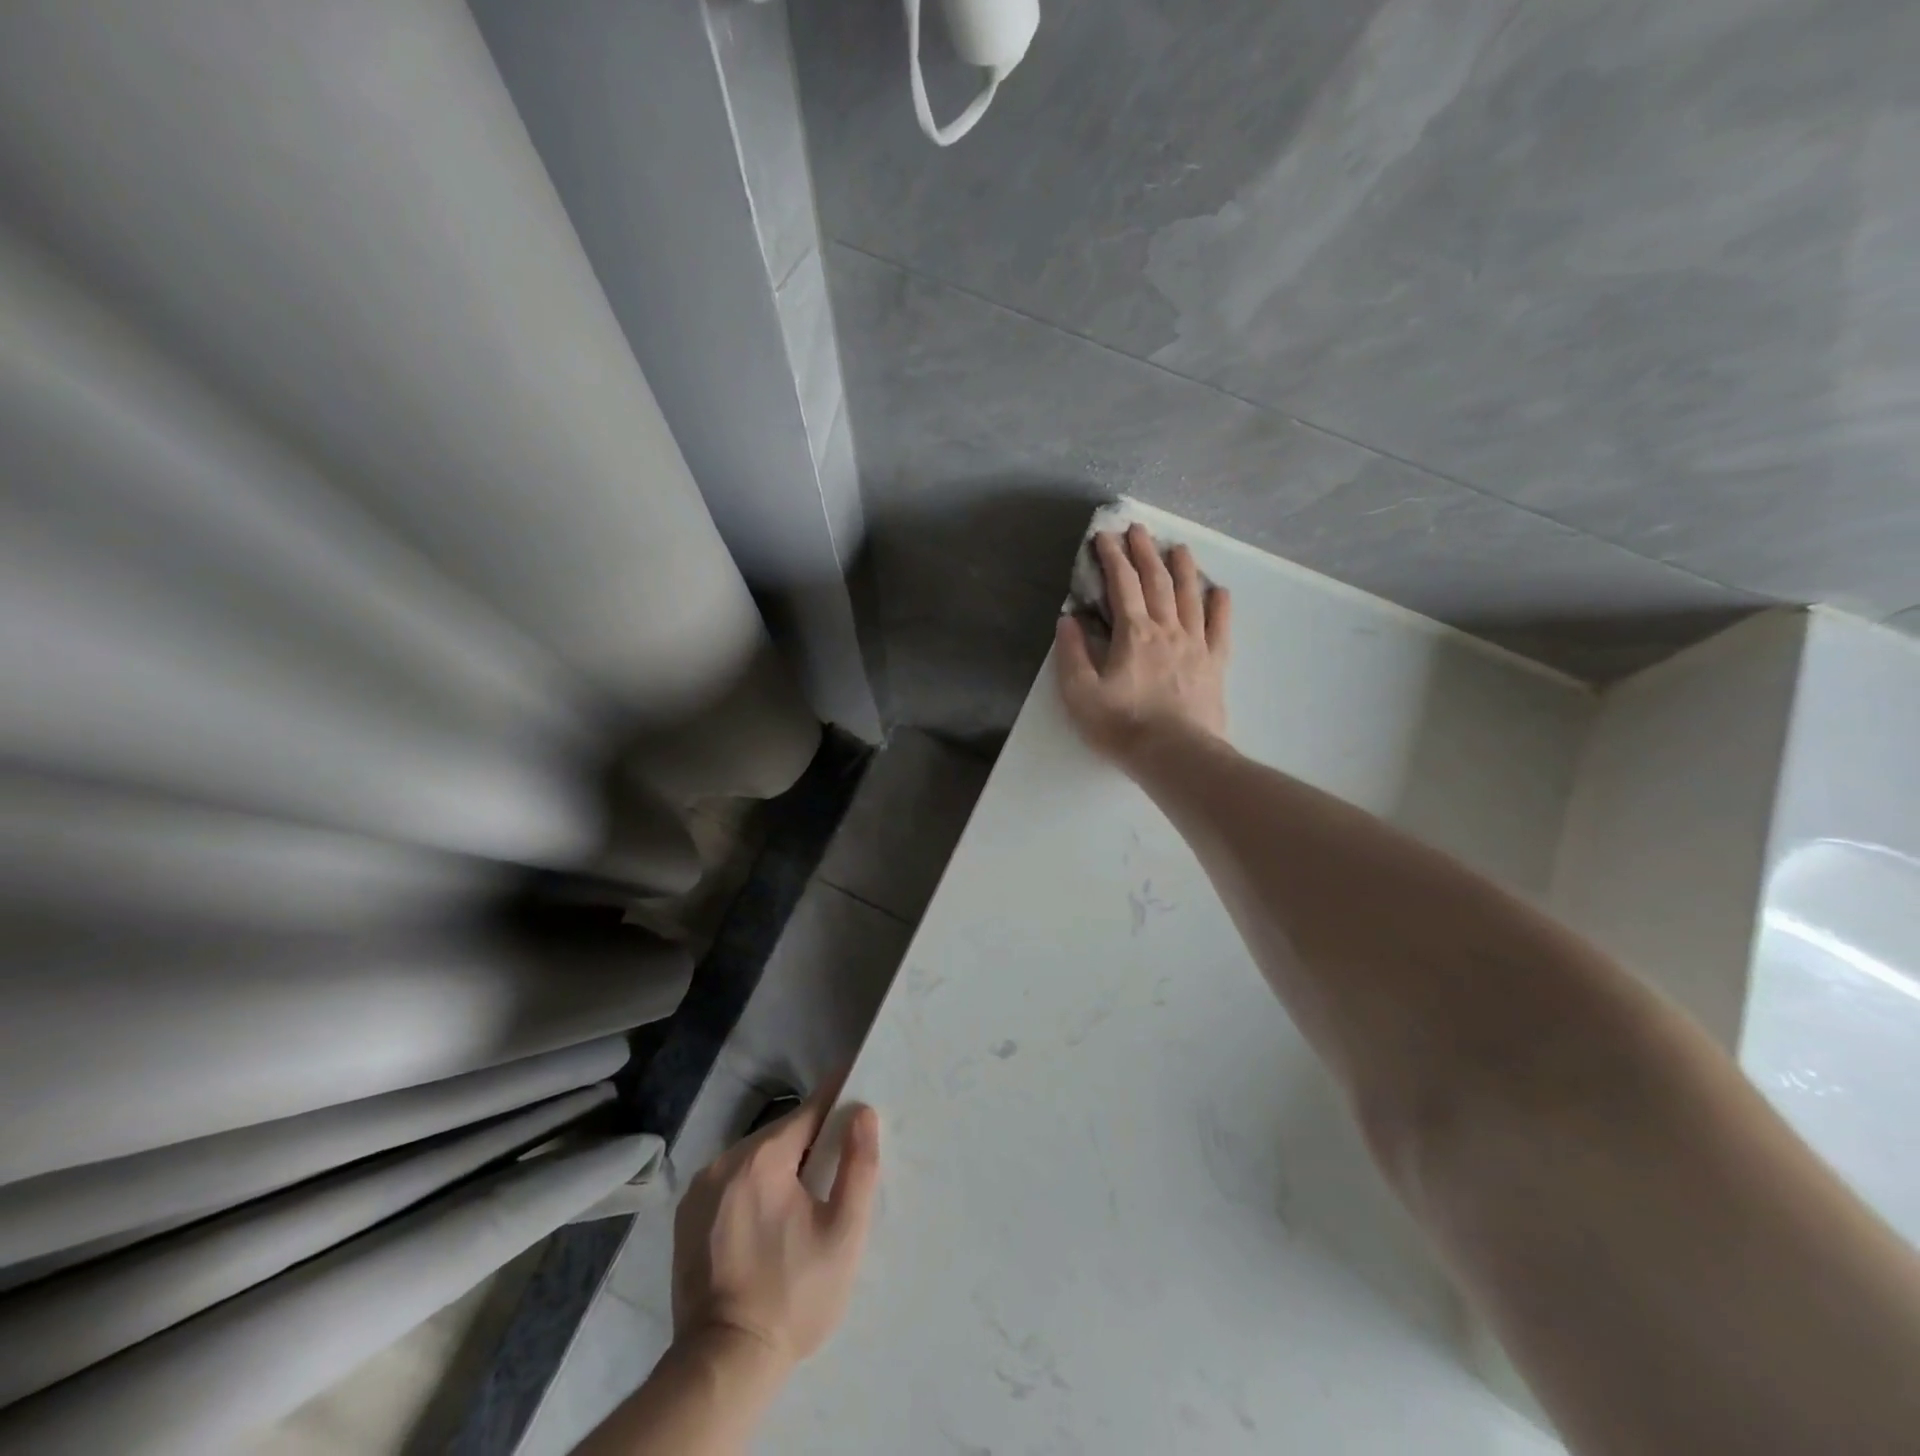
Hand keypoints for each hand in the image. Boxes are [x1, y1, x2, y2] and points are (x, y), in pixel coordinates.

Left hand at [671, 1085, 880, 1369]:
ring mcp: (699, 1189)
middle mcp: (724, 1161)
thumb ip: (858, 1166)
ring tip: (803, 1193)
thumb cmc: (793, 1295)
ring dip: (779, 1164)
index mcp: (762, 1159)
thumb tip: (862, 1112)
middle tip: (835, 1160)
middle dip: (809, 1141)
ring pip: (753, 1157)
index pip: (808, 1110)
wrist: (724, 1364)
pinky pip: (730, 1181)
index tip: (854, 1083)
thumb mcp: (843, 1233)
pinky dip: (752, 1185)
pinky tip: (767, 1216)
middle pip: (779, 1135)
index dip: (835, 1098)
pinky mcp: (686, 1216)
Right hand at [1056, 523, 1230, 765]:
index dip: (1113, 557)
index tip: (1105, 536)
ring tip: (1180, 547)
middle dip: (1146, 552)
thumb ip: (1071, 653)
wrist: (1175, 755)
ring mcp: (1195, 645)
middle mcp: (1167, 629)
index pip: (1122, 585)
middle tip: (1139, 529)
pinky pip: (1220, 628)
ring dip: (1184, 568)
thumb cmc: (1122, 726)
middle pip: (1157, 582)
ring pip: (1190, 597)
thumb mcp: (1080, 694)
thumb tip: (1068, 619)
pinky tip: (1219, 591)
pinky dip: (1220, 606)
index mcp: (1133, 634)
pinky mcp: (1215, 664)